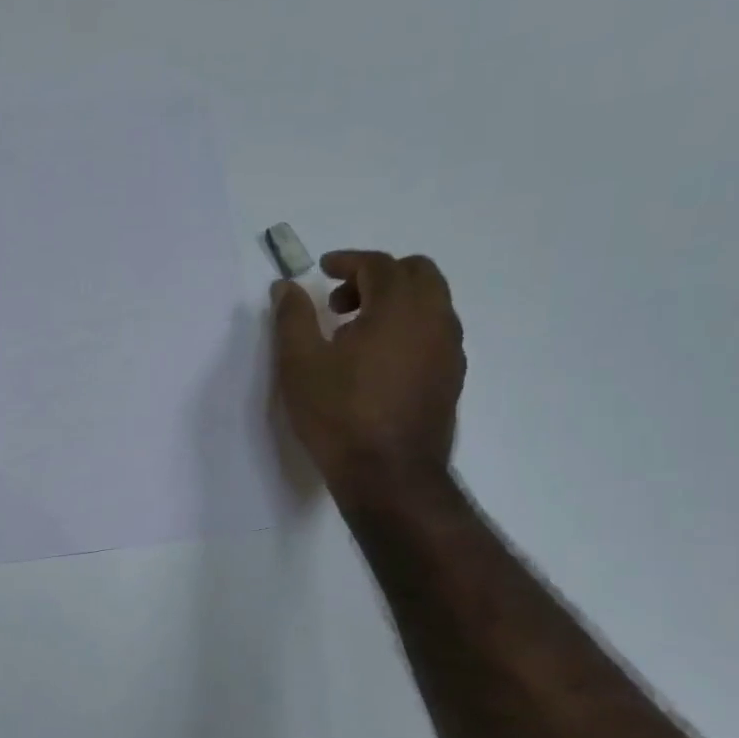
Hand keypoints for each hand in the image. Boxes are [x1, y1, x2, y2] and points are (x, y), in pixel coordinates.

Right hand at [271, 250, 464, 508]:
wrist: (388, 475)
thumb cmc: (339, 415)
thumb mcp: (299, 364)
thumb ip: (292, 318)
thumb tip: (287, 287)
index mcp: (399, 308)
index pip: (379, 265)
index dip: (348, 261)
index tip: (322, 270)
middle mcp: (435, 319)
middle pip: (417, 273)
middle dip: (377, 276)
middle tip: (339, 302)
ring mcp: (449, 350)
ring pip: (430, 303)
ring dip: (395, 302)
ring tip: (355, 332)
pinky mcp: (451, 377)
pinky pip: (434, 332)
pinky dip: (408, 327)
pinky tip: (378, 360)